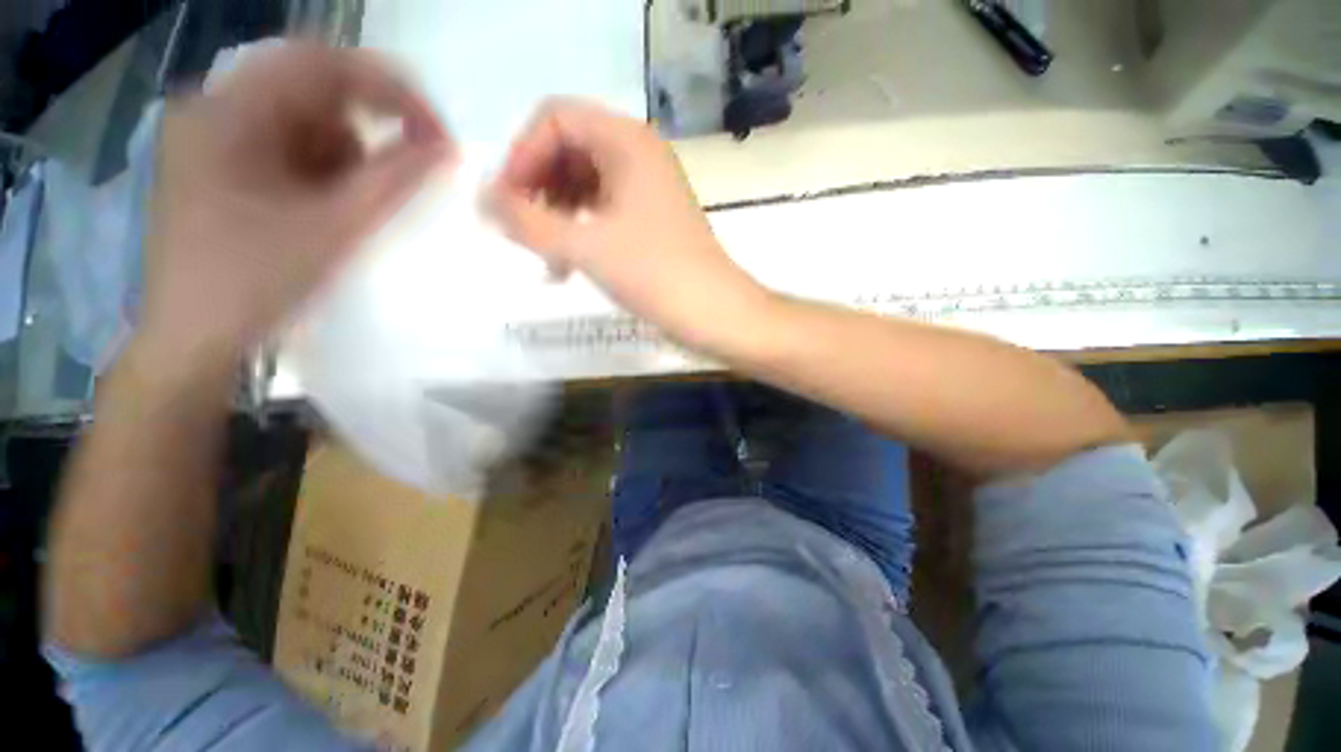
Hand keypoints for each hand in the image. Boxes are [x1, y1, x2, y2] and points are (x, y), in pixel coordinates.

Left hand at [138, 42, 450, 380]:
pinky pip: (287, 145)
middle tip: (406, 171)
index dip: (391, 92)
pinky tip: (325, 207)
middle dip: (369, 128)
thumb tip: (447, 149)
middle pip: (311, 90)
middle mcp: (213, 108)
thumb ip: (395, 180)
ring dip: (345, 154)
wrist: (194, 341)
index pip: (323, 65)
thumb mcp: (336, 228)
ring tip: (350, 206)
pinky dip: (322, 169)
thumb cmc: (258, 285)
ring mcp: (212, 136)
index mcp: (228, 112)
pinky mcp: (218, 163)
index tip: (438, 135)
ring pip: (303, 119)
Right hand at [489, 99, 770, 354]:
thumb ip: (527, 222)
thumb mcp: (584, 247)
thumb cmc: (654, 274)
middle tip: (524, 234)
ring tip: (546, 260)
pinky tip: (566, 267)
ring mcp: (647, 190)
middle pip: (568, 150)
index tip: (508, 203)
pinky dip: (580, 233)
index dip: (522, 155)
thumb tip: (483, 200)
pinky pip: (603, 212)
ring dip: (556, 216)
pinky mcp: (651, 221)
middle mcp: (638, 155)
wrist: (714, 313)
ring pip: (583, 185)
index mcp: (626, 141)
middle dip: (538, 189)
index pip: (554, 118)